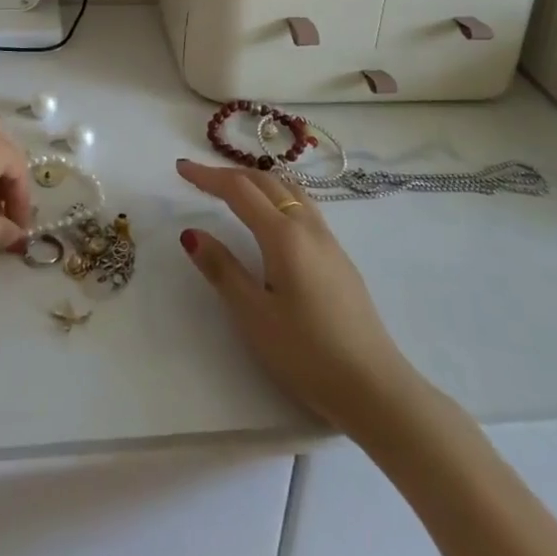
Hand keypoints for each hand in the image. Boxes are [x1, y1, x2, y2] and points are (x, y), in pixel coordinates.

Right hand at [177, 159, 415, 430]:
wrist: (376, 388)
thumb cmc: (308, 353)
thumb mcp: (254, 315)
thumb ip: (222, 269)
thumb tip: (191, 233)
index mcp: (283, 235)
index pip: (238, 189)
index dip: (207, 176)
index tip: (180, 168)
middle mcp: (307, 226)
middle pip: (264, 181)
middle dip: (229, 174)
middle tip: (199, 178)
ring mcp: (328, 240)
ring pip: (288, 189)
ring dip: (257, 180)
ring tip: (234, 188)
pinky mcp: (339, 257)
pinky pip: (303, 205)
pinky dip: (277, 194)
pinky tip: (273, 216)